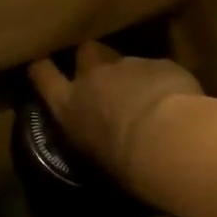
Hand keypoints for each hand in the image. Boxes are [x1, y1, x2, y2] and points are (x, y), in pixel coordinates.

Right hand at [27, 42, 204, 187]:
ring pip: (124, 60)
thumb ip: (91, 140)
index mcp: (69, 105)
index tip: (43, 65)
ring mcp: (128, 65)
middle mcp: (93, 77)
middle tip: (103, 76)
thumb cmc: (123, 164)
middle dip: (92, 59)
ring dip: (131, 74)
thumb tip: (97, 141)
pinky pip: (157, 68)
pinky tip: (175, 100)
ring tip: (147, 97)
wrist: (166, 139)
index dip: (42, 68)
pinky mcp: (160, 63)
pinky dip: (161, 81)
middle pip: (85, 52)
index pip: (42, 75)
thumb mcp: (95, 161)